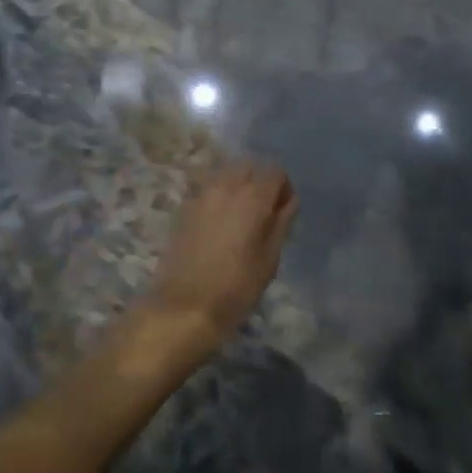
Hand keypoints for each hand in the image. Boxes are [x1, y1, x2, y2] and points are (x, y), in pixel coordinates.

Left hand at [146, 162, 297, 347]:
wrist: (185, 306)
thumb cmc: (236, 287)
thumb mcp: (269, 259)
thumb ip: (281, 223)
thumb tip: (288, 202)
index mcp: (252, 197)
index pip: (275, 171)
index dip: (283, 188)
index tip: (283, 211)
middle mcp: (225, 187)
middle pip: (248, 166)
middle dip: (259, 181)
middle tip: (263, 212)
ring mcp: (200, 195)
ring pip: (224, 175)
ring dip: (237, 187)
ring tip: (240, 218)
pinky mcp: (183, 208)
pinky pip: (207, 191)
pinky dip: (217, 198)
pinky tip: (217, 226)